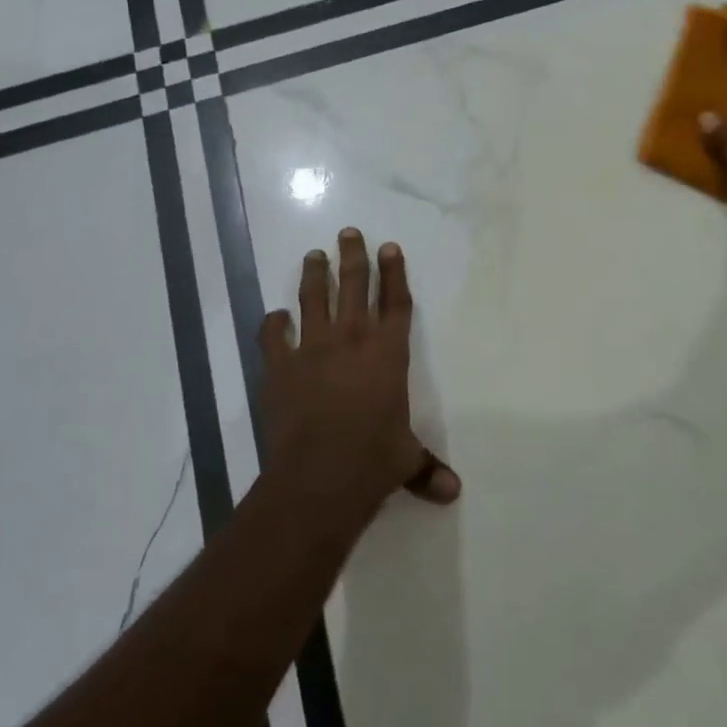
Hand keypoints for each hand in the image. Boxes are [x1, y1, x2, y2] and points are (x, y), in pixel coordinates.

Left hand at [258, 228, 460, 525]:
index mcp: (388, 354)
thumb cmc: (373, 461)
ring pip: (313, 299)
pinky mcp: (280, 367)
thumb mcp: (406, 461)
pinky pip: (273, 336)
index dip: (394, 273)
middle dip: (353, 257)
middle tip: (349, 233)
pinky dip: (273, 324)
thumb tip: (453, 493)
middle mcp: (351, 341)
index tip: (389, 246)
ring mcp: (312, 349)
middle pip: (353, 287)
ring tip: (314, 254)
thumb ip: (427, 469)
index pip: (395, 304)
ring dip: (314, 274)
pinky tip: (275, 316)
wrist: (319, 475)